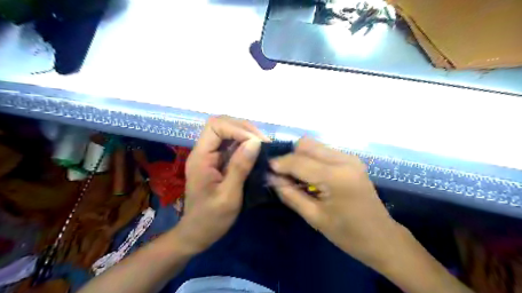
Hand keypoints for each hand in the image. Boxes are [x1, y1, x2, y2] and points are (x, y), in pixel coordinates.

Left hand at [176, 117, 266, 254]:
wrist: (197, 234)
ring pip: (228, 133)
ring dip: (247, 135)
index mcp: (201, 157)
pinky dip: (246, 145)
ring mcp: (211, 156)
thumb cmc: (211, 219)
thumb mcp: (228, 196)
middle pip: (222, 125)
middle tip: (264, 142)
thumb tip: (255, 142)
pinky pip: (232, 145)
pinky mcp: (218, 162)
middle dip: (244, 129)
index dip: (237, 129)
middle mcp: (204, 151)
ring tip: (263, 145)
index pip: (216, 126)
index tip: (257, 143)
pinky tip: (257, 152)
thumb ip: (240, 167)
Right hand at [269, 138, 401, 268]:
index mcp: (335, 177)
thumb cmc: (347, 234)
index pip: (299, 161)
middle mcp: (344, 160)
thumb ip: (290, 194)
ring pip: (314, 145)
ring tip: (295, 177)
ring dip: (300, 157)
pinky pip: (323, 151)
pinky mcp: (351, 160)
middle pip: (306, 144)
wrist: (381, 238)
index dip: (279, 163)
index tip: (266, 169)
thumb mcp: (314, 217)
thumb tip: (270, 177)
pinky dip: (312, 159)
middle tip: (282, 175)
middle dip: (290, 157)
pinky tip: (310, 176)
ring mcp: (350, 157)